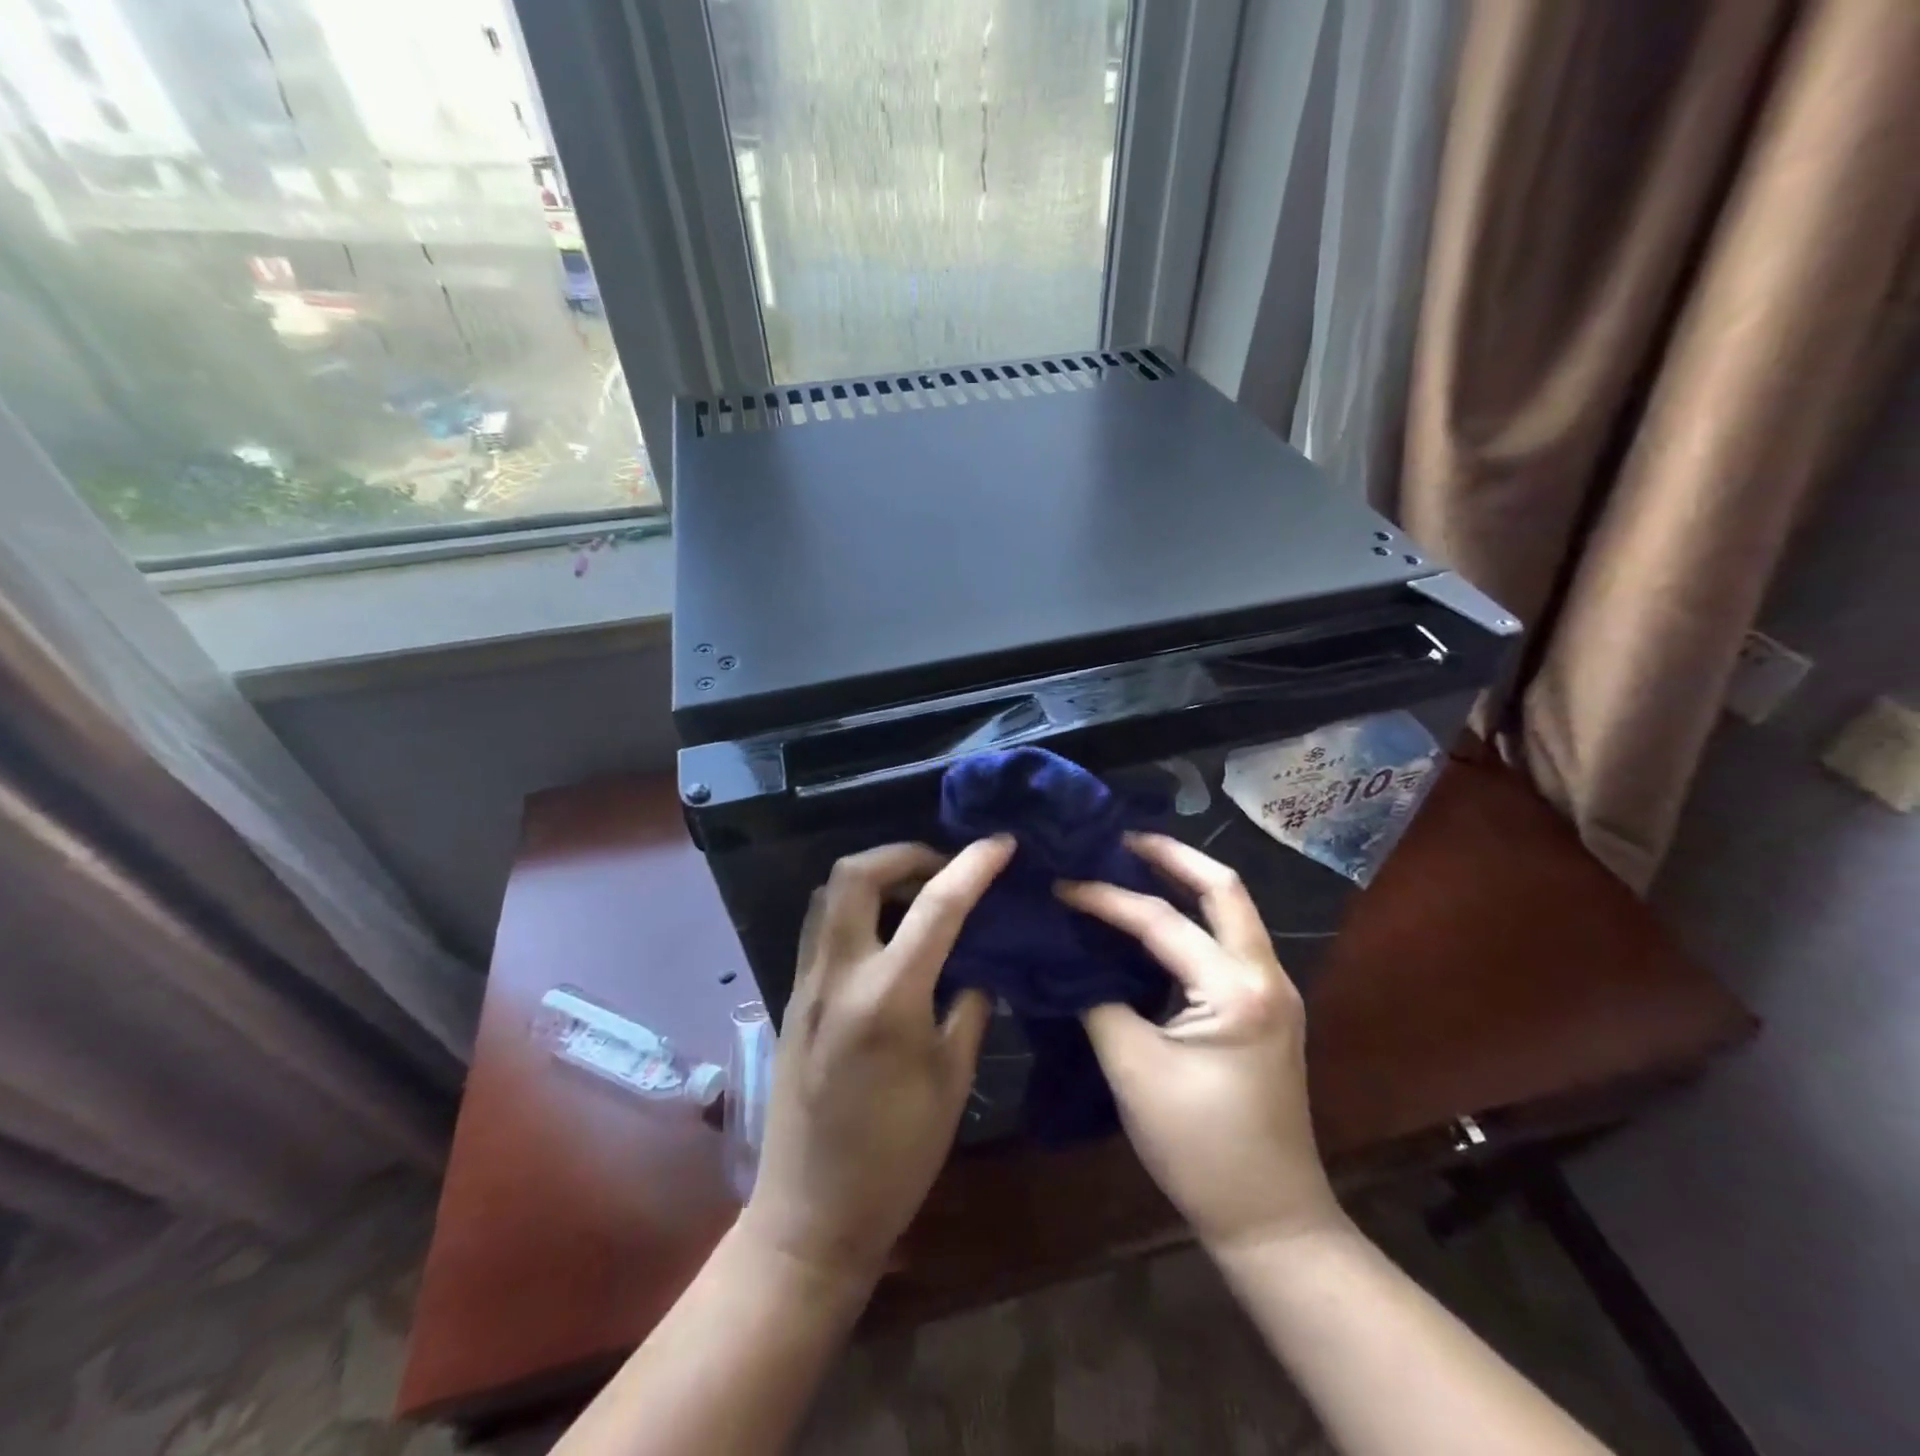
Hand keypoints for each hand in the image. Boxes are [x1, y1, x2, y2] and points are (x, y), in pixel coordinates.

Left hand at [740, 836, 1014, 1289]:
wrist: (810, 1216)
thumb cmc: (895, 1158)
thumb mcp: (952, 1081)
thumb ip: (969, 1009)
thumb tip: (978, 966)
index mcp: (888, 997)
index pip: (937, 905)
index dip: (974, 865)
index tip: (1002, 843)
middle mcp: (839, 974)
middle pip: (856, 873)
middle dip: (904, 852)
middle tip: (943, 866)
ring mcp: (807, 983)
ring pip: (829, 893)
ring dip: (874, 875)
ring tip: (915, 892)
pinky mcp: (793, 997)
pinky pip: (821, 926)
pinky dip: (855, 907)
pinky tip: (886, 934)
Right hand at [1057, 833, 1342, 1251]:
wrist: (1271, 1219)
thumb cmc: (1200, 1148)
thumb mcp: (1134, 1070)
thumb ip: (1099, 1001)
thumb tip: (1069, 957)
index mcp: (1236, 989)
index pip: (1160, 921)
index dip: (1104, 899)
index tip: (1060, 885)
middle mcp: (1265, 974)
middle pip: (1223, 887)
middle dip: (1171, 856)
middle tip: (1119, 838)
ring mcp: (1274, 990)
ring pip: (1232, 910)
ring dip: (1185, 882)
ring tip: (1132, 864)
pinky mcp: (1266, 1008)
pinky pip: (1228, 940)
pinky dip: (1193, 917)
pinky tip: (1155, 921)